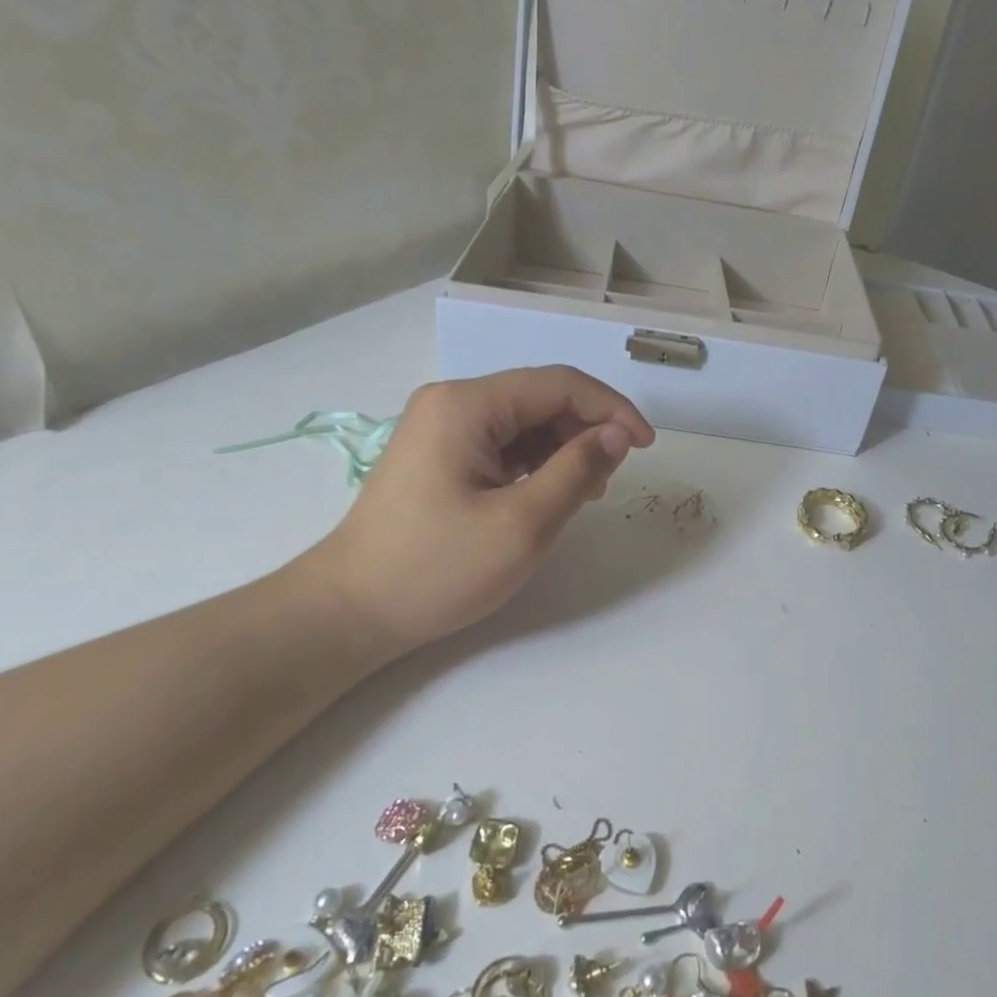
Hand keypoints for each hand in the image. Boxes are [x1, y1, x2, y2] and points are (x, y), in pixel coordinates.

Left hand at [304, 366, 653, 649]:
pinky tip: (551, 492)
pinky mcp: (439, 455)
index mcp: (466, 405)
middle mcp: (452, 403)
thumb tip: (616, 435)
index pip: (558, 384)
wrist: (351, 611)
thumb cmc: (436, 569)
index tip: (645, 446)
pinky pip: (503, 444)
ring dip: (564, 447)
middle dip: (587, 429)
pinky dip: (536, 462)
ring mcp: (441, 428)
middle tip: (613, 476)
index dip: (611, 408)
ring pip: (524, 422)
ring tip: (586, 491)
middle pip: (540, 398)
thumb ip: (577, 471)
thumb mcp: (522, 525)